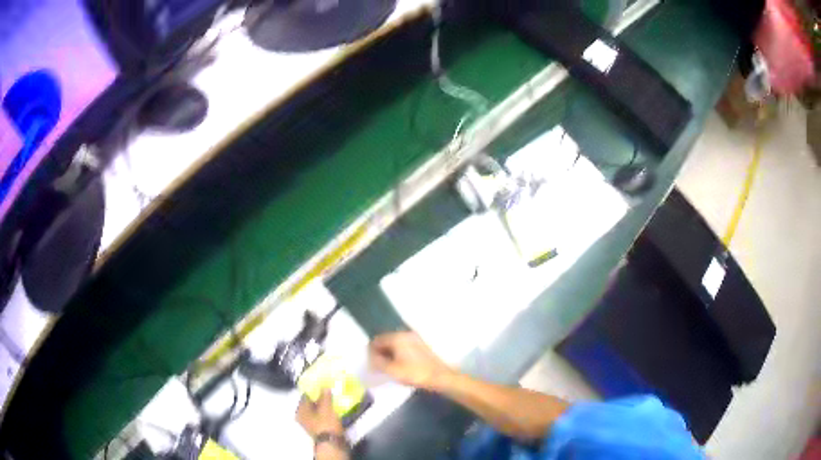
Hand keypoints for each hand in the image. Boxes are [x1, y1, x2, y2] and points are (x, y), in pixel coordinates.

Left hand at [296, 389, 343, 438]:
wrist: (331, 442)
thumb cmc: (325, 423)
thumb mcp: (326, 408)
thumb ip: (325, 396)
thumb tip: (324, 386)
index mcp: (301, 410)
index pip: (305, 396)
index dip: (313, 390)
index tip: (322, 385)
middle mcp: (302, 417)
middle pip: (310, 404)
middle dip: (319, 399)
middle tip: (329, 392)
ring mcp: (309, 424)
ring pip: (316, 411)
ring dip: (323, 406)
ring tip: (332, 401)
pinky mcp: (317, 429)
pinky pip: (320, 417)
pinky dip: (325, 414)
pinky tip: (332, 411)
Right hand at [369, 331, 454, 390]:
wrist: (440, 377)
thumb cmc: (415, 373)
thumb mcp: (392, 370)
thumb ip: (377, 362)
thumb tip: (371, 357)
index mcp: (397, 337)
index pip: (377, 340)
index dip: (371, 352)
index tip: (370, 364)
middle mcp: (406, 334)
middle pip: (386, 341)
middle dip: (380, 352)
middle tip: (378, 367)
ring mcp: (415, 339)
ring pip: (395, 344)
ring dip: (389, 354)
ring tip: (388, 368)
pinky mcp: (421, 345)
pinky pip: (404, 347)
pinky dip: (398, 354)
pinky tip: (399, 365)